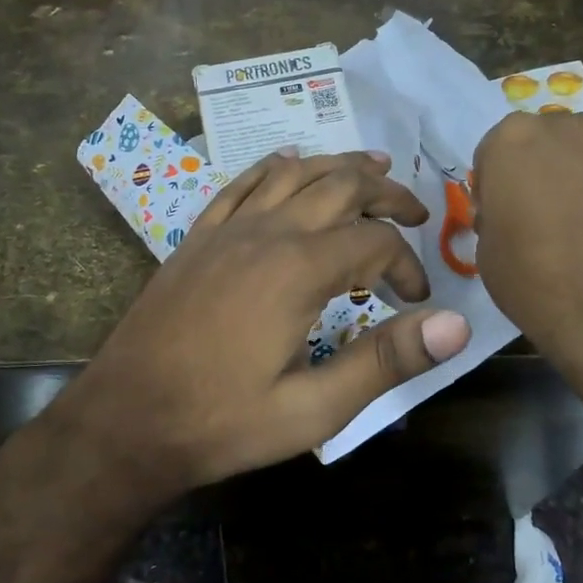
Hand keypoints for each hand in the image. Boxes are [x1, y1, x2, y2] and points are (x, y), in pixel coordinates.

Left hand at [61, 150, 471, 493]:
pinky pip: (241, 184)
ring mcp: (227, 229)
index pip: (375, 242)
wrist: (125, 419)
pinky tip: (286, 161)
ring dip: (337, 165)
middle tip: (416, 210)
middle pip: (339, 186)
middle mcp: (266, 233)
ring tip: (373, 166)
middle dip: (385, 193)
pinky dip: (273, 167)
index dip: (407, 265)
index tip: (416, 301)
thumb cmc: (222, 420)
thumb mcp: (313, 408)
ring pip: (293, 173)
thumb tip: (456, 324)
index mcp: (298, 270)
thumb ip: (385, 360)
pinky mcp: (198, 237)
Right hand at [473, 109, 582, 372]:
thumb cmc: (535, 281)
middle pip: (558, 137)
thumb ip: (499, 214)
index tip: (509, 212)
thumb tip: (515, 214)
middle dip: (555, 167)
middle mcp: (571, 125)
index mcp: (514, 139)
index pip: (499, 150)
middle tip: (558, 213)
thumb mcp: (488, 251)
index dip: (502, 182)